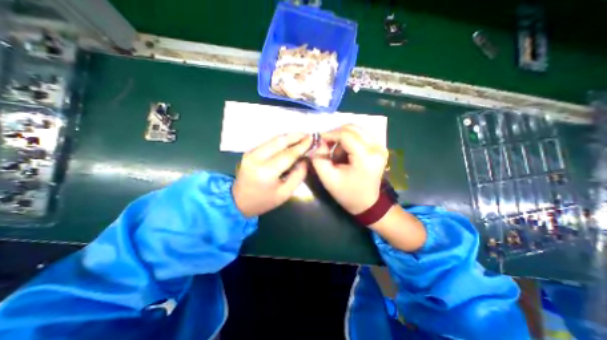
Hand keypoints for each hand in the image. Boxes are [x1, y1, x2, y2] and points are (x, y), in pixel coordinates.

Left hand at [230, 133, 309, 215]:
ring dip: (288, 137)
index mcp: (266, 172)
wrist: (238, 202)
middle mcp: (256, 158)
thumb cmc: (264, 201)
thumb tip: (305, 158)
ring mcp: (250, 153)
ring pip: (273, 139)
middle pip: (279, 141)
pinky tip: (289, 142)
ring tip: (301, 137)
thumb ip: (298, 175)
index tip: (312, 139)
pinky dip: (280, 141)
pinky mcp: (248, 152)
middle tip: (308, 134)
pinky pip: (267, 143)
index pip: (288, 154)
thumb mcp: (286, 193)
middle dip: (295, 136)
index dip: (302, 146)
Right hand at [312, 125, 388, 214]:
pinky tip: (345, 153)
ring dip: (343, 138)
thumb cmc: (347, 193)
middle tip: (326, 146)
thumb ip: (319, 159)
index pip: (345, 134)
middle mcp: (376, 147)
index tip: (318, 141)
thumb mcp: (328, 178)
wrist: (367, 203)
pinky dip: (350, 140)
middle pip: (352, 128)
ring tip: (337, 154)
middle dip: (336, 134)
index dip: (329, 134)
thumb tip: (317, 143)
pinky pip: (361, 135)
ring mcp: (380, 146)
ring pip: (356, 130)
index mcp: (366, 156)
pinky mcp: (380, 147)